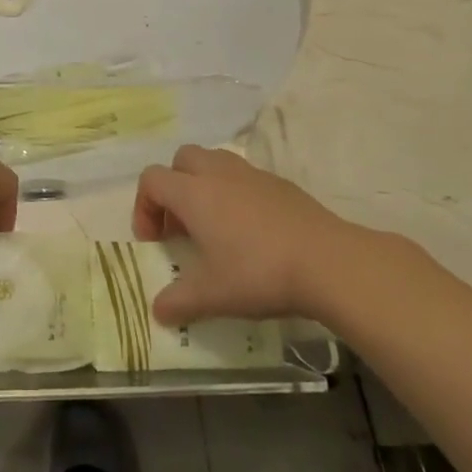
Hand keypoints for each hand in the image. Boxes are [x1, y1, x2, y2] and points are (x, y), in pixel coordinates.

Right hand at [133, 145, 350, 325]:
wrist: (328, 262)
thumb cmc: (259, 273)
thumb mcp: (213, 295)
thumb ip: (179, 301)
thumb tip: (158, 311)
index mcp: (193, 193)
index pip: (152, 180)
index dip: (143, 207)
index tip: (155, 242)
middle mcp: (218, 174)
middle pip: (181, 160)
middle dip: (173, 187)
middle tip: (181, 226)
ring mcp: (252, 174)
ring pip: (214, 162)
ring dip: (204, 186)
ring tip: (215, 226)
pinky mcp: (280, 184)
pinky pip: (245, 178)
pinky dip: (236, 195)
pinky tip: (252, 232)